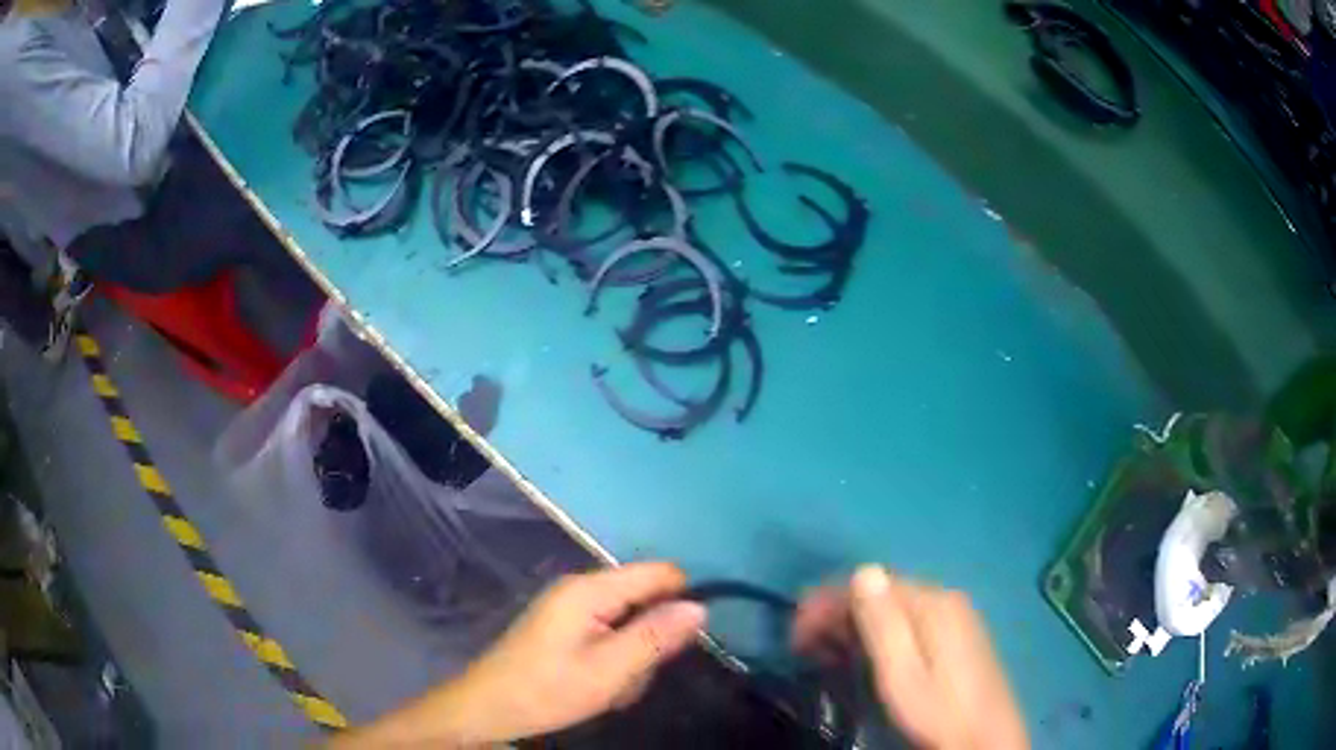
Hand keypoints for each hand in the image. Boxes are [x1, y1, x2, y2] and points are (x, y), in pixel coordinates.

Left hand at [333, 562, 705, 747]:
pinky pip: (607, 634)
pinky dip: (614, 660)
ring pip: (628, 622)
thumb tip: (700, 607)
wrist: (488, 708)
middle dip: (651, 639)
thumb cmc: (547, 690)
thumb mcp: (610, 670)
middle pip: (644, 599)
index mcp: (590, 589)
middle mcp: (579, 588)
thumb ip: (656, 637)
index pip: (659, 572)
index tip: (683, 643)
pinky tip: (599, 685)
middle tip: (634, 676)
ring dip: (632, 657)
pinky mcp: (563, 626)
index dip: (681, 600)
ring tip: (613, 687)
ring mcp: (569, 607)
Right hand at [793, 566, 1028, 749]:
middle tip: (804, 646)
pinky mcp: (958, 635)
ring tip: (826, 653)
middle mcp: (947, 598)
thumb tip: (864, 570)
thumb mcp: (902, 673)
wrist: (986, 737)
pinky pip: (910, 621)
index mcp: (934, 603)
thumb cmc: (938, 711)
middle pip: (883, 593)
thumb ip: (883, 623)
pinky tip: (866, 654)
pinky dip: (880, 633)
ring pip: (895, 608)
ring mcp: (956, 616)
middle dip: (839, 613)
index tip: (797, 632)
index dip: (829, 602)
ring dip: (856, 624)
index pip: (872, 583)